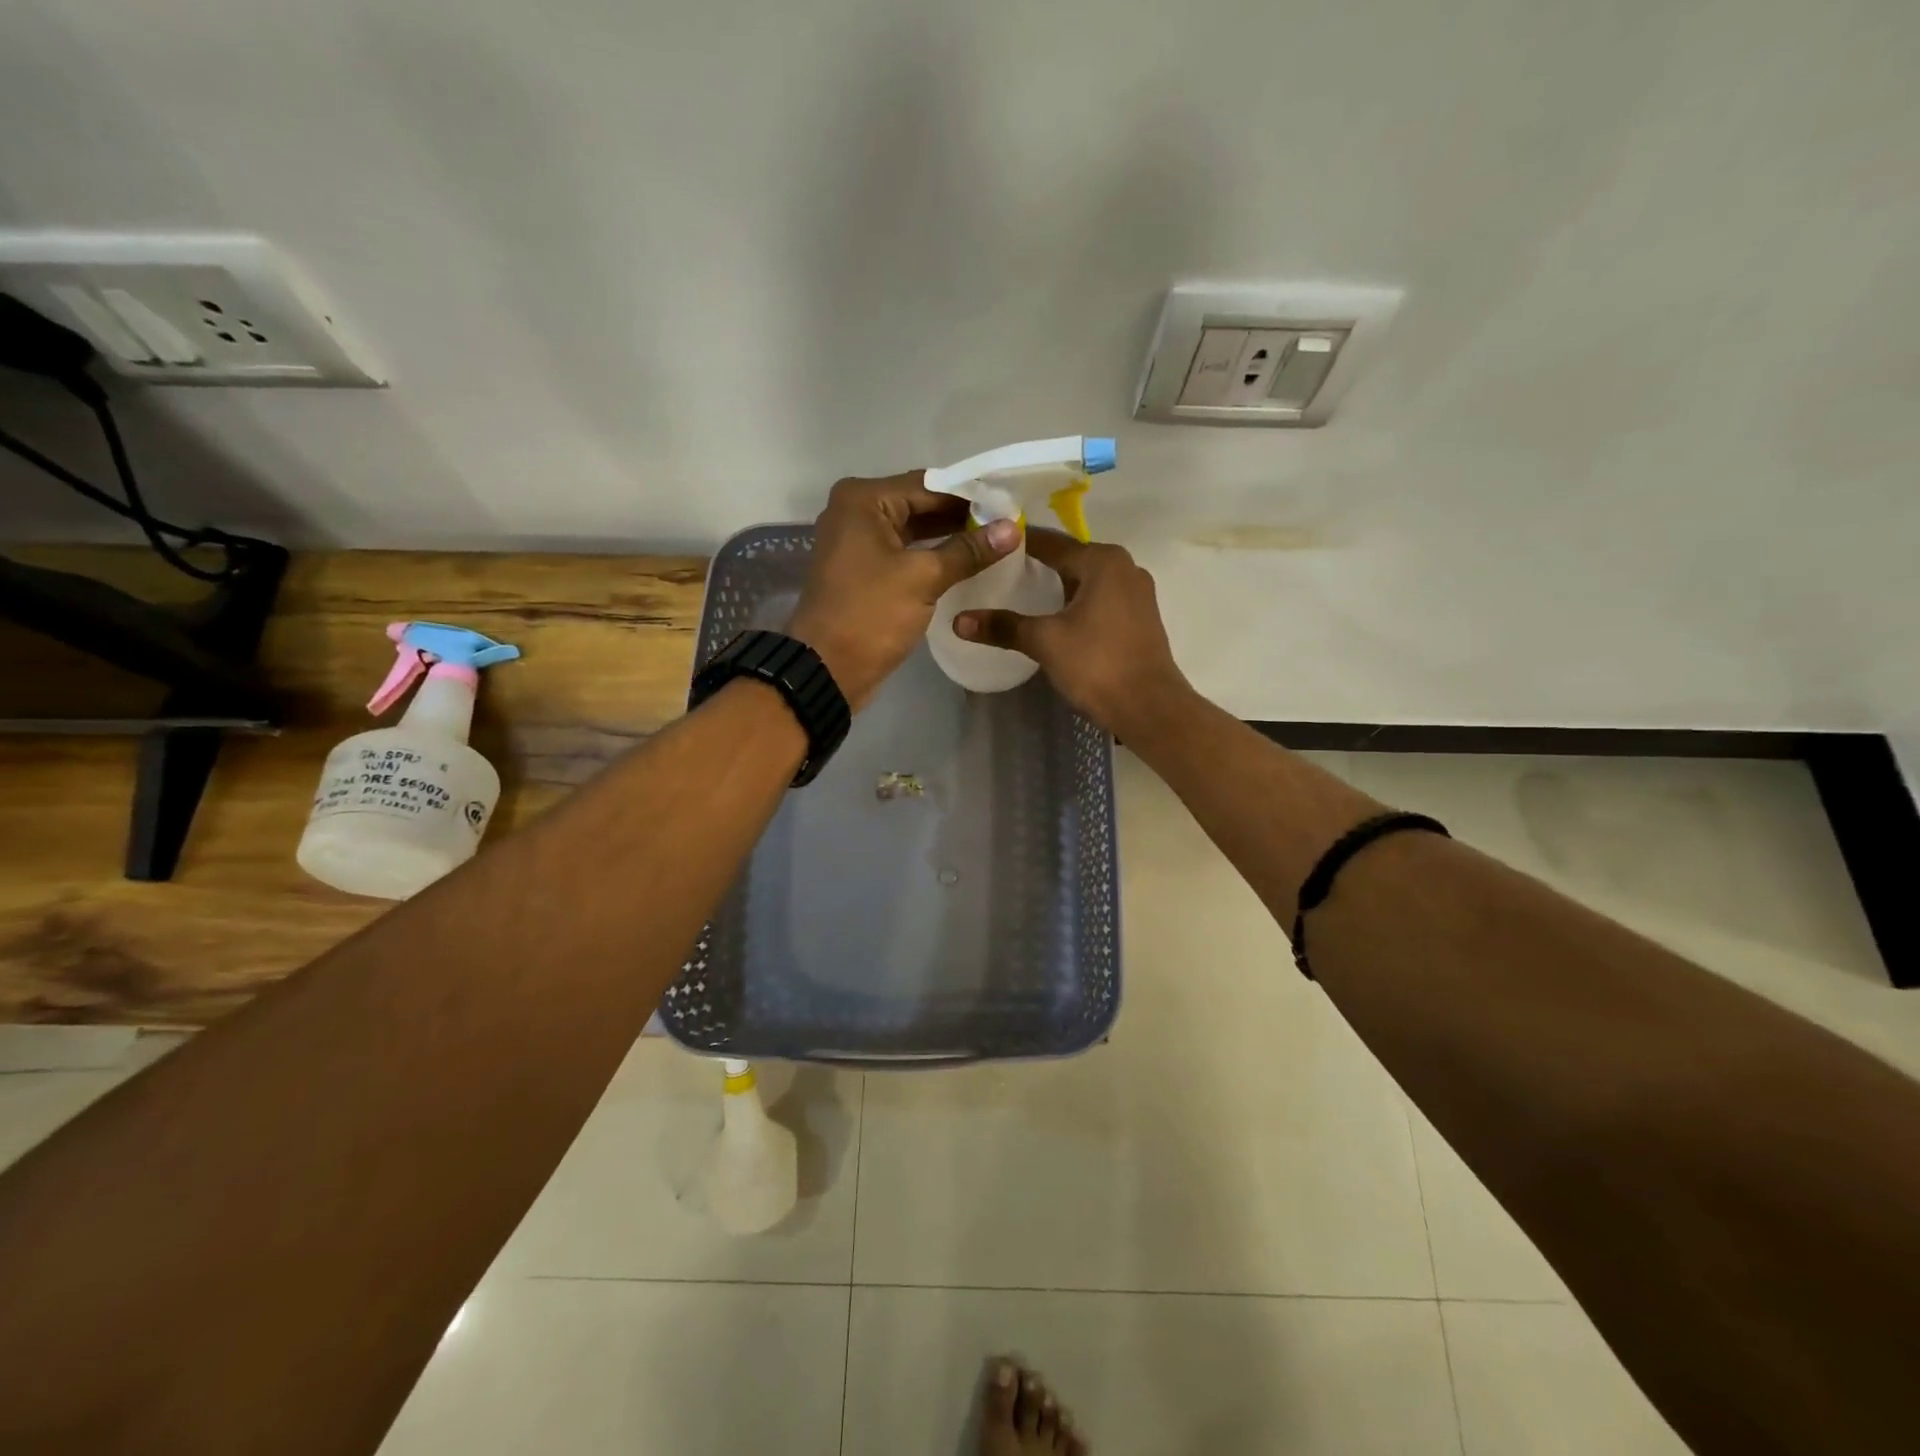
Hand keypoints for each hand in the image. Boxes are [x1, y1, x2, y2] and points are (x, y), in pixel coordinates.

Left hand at [786, 472, 1020, 709]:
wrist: (827, 669)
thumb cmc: (870, 614)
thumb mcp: (923, 578)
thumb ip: (968, 551)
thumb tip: (1012, 528)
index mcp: (863, 500)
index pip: (928, 484)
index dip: (970, 494)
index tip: (1009, 503)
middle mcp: (856, 513)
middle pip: (919, 505)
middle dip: (961, 516)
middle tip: (1008, 524)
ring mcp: (857, 544)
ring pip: (913, 531)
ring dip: (949, 537)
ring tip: (995, 543)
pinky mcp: (864, 572)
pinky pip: (905, 554)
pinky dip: (932, 557)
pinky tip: (966, 564)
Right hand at [953, 529, 1193, 737]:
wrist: (1149, 707)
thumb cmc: (1097, 664)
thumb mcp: (1044, 642)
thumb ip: (1003, 627)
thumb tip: (958, 621)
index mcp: (1102, 561)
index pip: (1051, 542)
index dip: (1019, 544)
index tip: (989, 547)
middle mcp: (1124, 567)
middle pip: (1071, 558)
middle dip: (1038, 565)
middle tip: (999, 573)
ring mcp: (1137, 592)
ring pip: (1087, 580)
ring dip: (1059, 585)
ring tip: (1022, 594)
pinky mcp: (1140, 617)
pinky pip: (1101, 598)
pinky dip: (1077, 602)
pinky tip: (1057, 617)